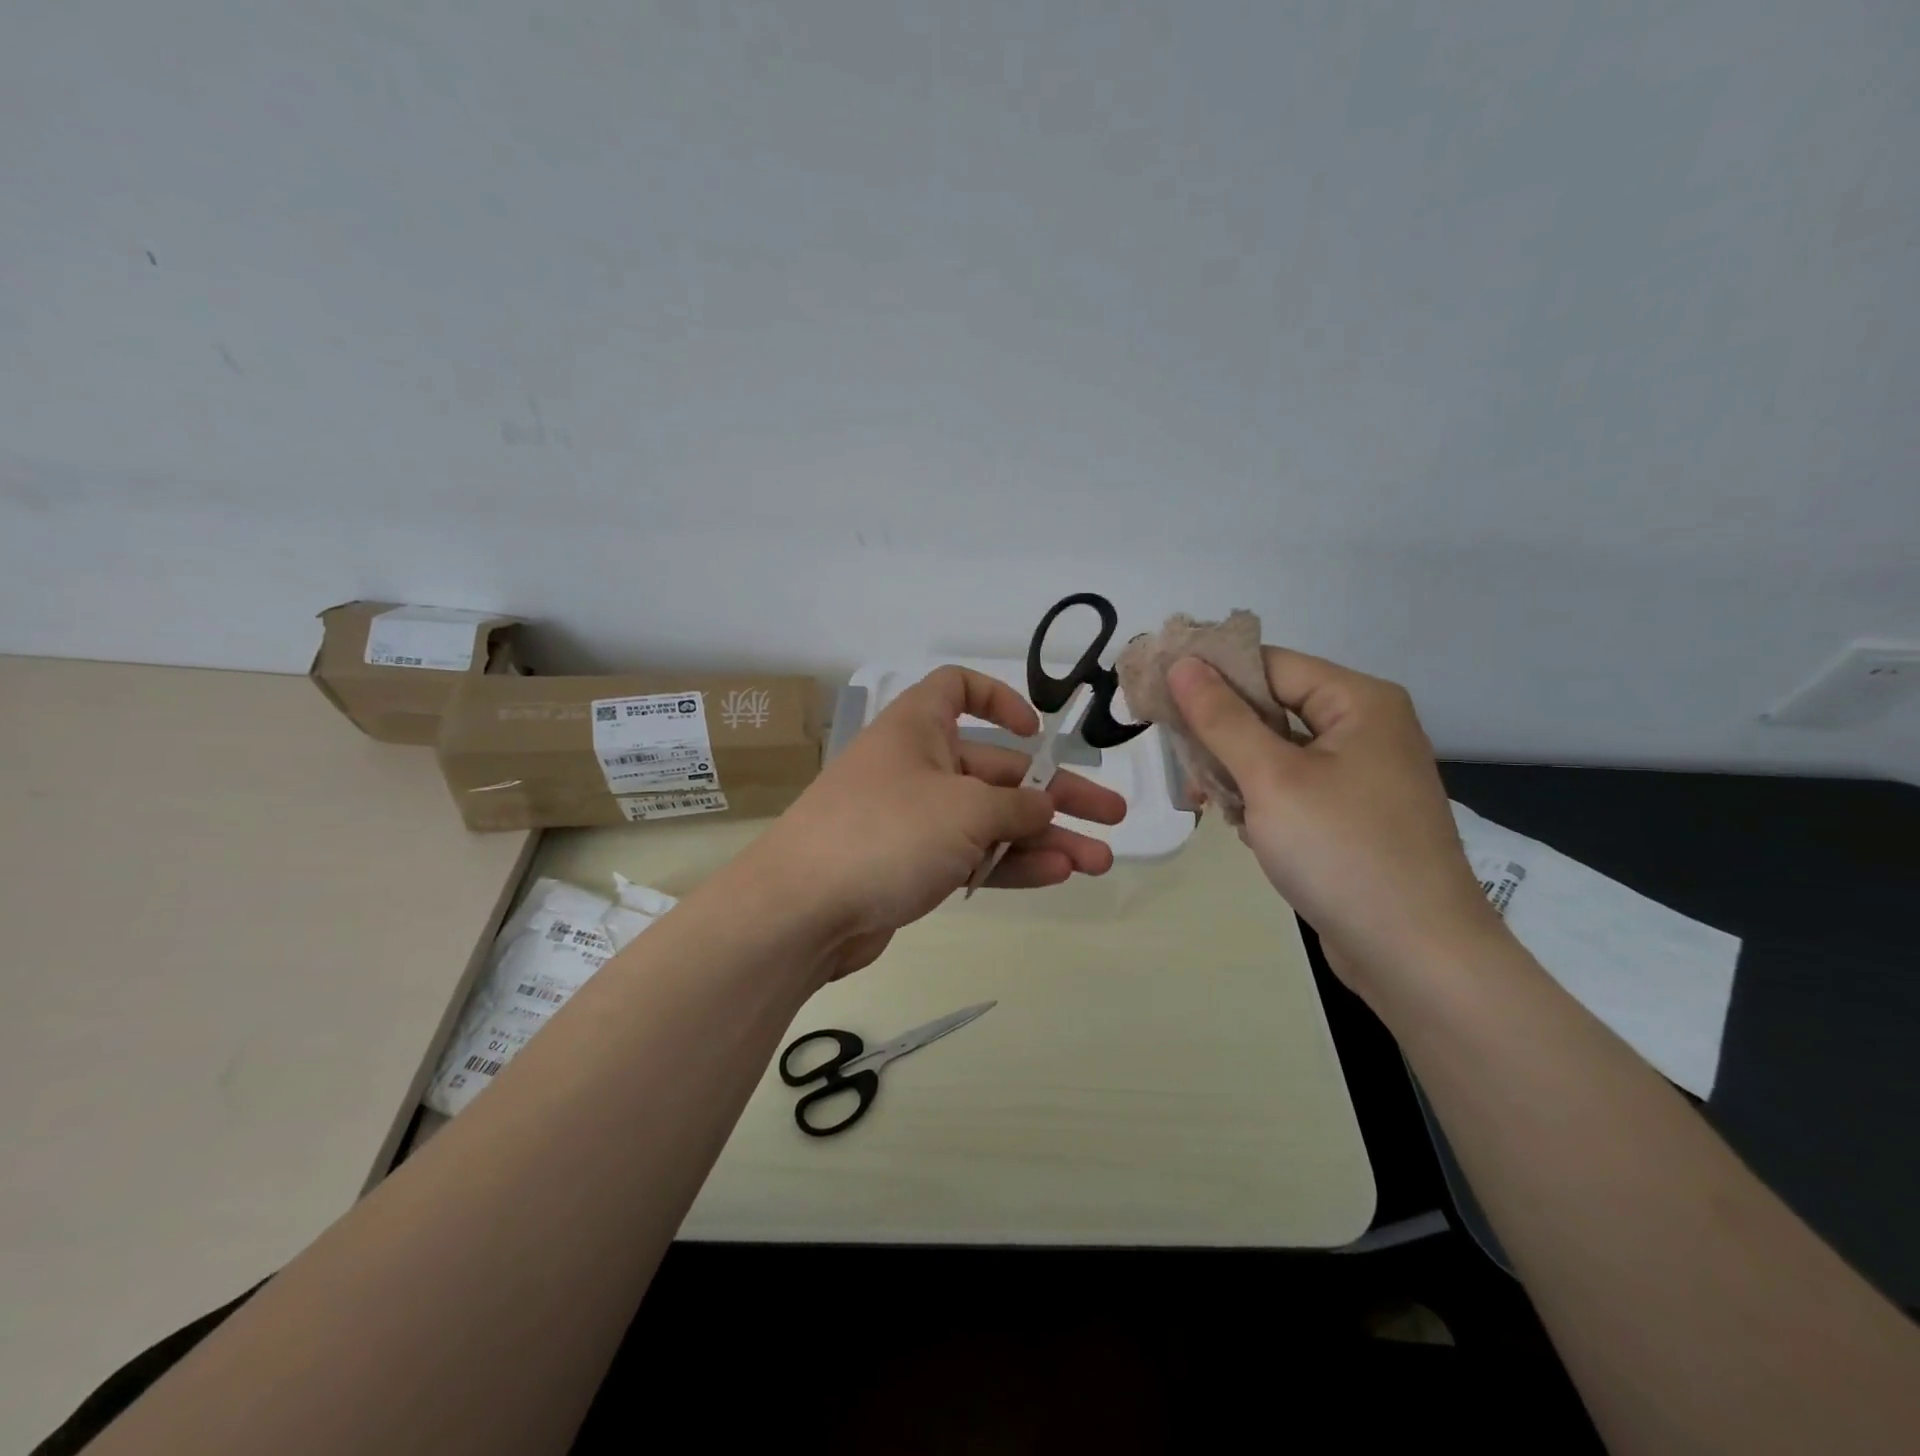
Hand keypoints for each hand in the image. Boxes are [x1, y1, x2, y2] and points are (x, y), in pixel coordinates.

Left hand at [746, 666, 1126, 979]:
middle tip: (1111, 816)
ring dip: (1044, 838)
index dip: (999, 700)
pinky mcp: (911, 867)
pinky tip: (1059, 875)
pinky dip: (1010, 863)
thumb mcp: (964, 810)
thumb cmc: (885, 833)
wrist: (801, 911)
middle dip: (1055, 794)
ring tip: (1100, 861)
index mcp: (918, 729)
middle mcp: (916, 767)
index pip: (957, 689)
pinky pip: (970, 856)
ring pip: (990, 821)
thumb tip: (1043, 808)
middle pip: (996, 770)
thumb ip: (1016, 807)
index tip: (1035, 732)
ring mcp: (913, 821)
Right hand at [1166, 650, 1501, 995]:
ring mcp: (1361, 775)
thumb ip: (1221, 718)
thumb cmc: (1342, 851)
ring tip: (1205, 802)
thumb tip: (1182, 664)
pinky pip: (1292, 787)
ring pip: (1276, 752)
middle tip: (1178, 761)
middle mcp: (1365, 728)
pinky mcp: (1352, 815)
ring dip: (1235, 772)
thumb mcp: (1271, 777)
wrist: (1416, 955)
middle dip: (1220, 734)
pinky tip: (1243, 828)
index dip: (1211, 675)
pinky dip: (1260, 800)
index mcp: (1358, 702)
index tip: (1157, 694)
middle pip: (1272, 707)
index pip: (1269, 664)